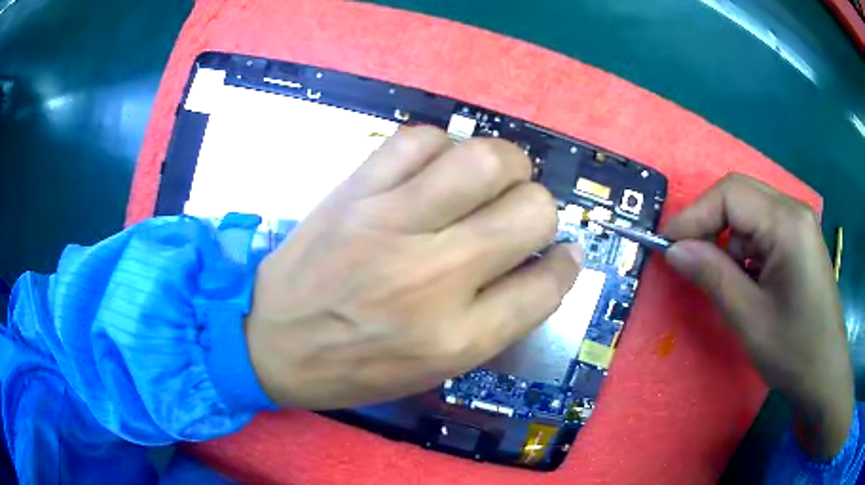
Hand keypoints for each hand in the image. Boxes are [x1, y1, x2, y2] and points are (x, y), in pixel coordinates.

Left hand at [245, 126, 582, 409]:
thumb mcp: (435, 368)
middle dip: (542, 209)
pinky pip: (420, 139)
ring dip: (506, 165)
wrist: (269, 339)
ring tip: (491, 180)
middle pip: (532, 211)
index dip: (566, 264)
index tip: (563, 255)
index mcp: (457, 338)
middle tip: (522, 215)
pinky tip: (437, 167)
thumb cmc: (354, 366)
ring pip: (485, 161)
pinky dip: (444, 146)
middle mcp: (434, 277)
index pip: (547, 284)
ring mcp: (390, 224)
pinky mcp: (355, 191)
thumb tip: (546, 264)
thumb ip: (498, 319)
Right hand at [662, 174, 852, 460]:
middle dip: (709, 224)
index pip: (730, 194)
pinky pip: (763, 230)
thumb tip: (673, 250)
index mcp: (788, 222)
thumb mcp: (748, 319)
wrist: (824, 374)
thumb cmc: (793, 350)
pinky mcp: (799, 241)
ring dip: (729, 242)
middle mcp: (795, 211)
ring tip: (727, 283)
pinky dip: (745, 251)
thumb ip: (711, 276)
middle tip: (687, 259)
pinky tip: (748, 282)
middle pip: (739, 196)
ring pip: (750, 214)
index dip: (694, 214)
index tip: (666, 245)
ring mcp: (799, 225)